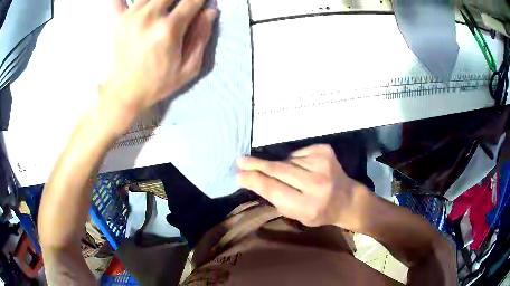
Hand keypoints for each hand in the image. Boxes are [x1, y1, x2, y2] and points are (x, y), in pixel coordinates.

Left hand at [104, 0, 216, 111]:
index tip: (199, 4)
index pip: (192, 0)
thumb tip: (210, 12)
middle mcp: (150, 17)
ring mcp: (131, 16)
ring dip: (160, 0)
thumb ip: (201, 37)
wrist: (124, 93)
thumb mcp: (188, 68)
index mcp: (169, 29)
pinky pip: (118, 0)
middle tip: (180, 9)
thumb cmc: (157, 82)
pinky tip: (135, 4)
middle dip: (180, 0)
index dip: (199, 0)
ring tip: (162, 9)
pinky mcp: (117, 20)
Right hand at [237, 144, 368, 228]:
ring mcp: (322, 164)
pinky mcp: (325, 151)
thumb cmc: (319, 212)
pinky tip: (302, 168)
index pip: (273, 189)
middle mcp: (316, 183)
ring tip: (288, 175)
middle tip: (241, 160)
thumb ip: (277, 199)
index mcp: (308, 205)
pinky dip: (294, 160)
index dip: (254, 180)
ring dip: (280, 166)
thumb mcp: (297, 215)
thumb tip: (253, 179)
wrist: (346, 199)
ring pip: (287, 160)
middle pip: (278, 169)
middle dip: (257, 165)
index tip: (239, 174)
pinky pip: (298, 153)